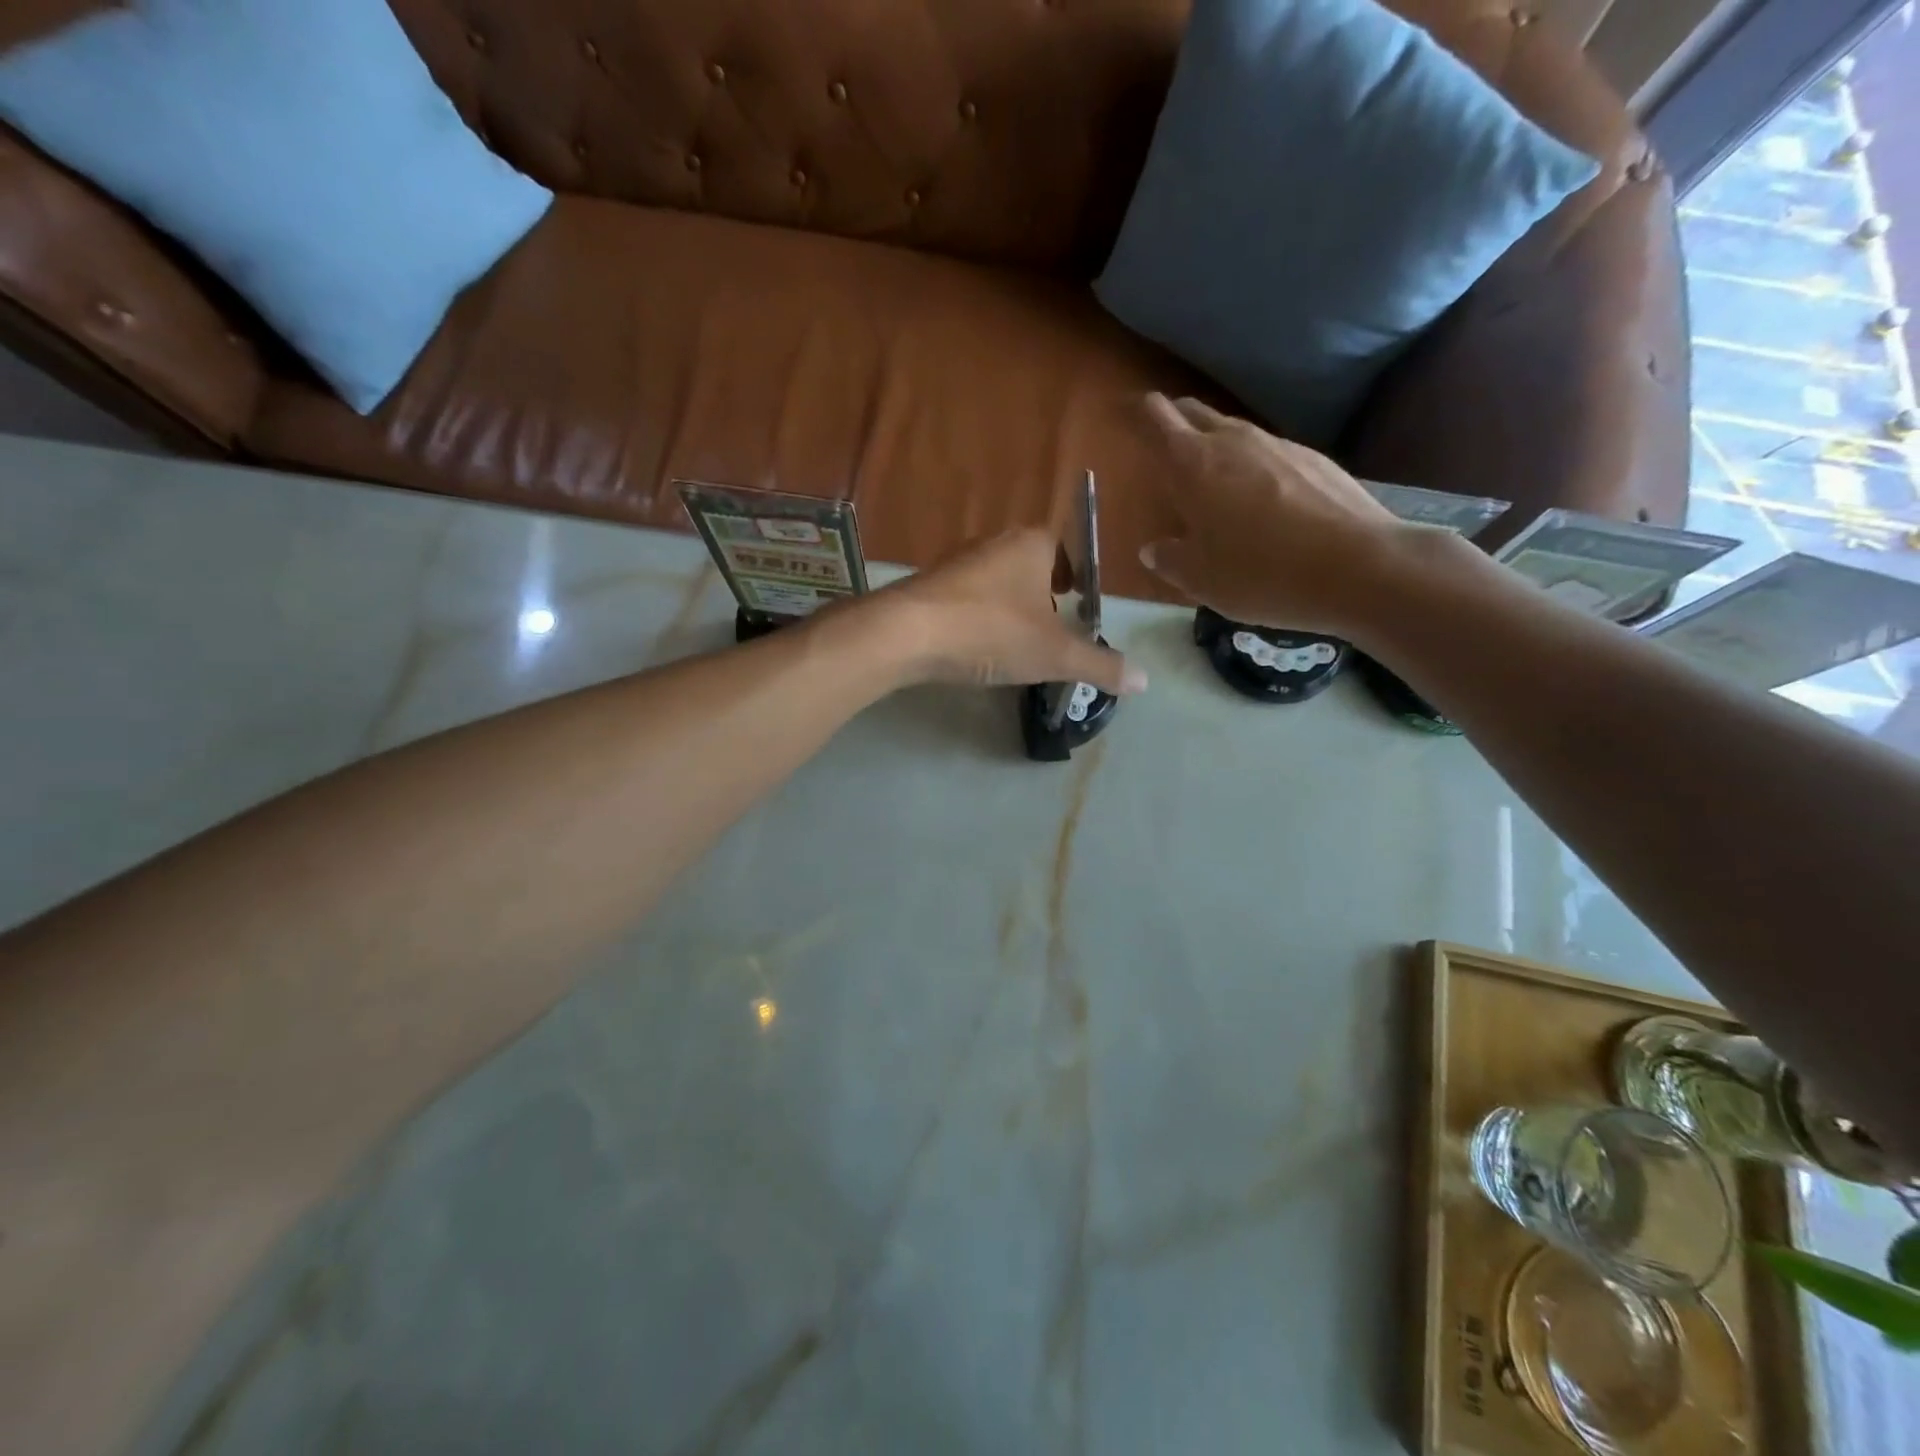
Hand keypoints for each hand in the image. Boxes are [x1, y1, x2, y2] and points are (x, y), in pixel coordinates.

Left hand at [881, 528, 1146, 694]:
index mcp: (1031, 544)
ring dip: (1008, 606)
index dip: (1074, 572)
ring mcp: (956, 562)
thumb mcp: (1054, 654)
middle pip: (1029, 564)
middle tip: (1051, 627)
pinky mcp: (928, 586)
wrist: (907, 633)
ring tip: (1014, 643)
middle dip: (1042, 593)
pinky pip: (965, 598)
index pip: (1063, 547)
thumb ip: (1099, 664)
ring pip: (995, 581)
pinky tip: (975, 647)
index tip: (1076, 598)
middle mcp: (994, 542)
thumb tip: (1144, 680)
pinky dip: (977, 617)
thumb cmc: (992, 631)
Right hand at [1140, 393, 1411, 633]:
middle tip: (1161, 443)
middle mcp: (1233, 441)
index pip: (1155, 417)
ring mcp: (1278, 444)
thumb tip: (1154, 548)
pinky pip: (1267, 451)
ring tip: (1210, 477)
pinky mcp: (1313, 458)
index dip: (1135, 413)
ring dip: (1214, 444)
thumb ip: (1170, 559)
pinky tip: (1259, 499)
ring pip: (1232, 431)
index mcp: (1192, 464)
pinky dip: (1251, 465)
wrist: (1358, 566)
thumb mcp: (1200, 579)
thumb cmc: (1260, 573)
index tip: (1122, 415)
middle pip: (1193, 412)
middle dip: (1172, 419)